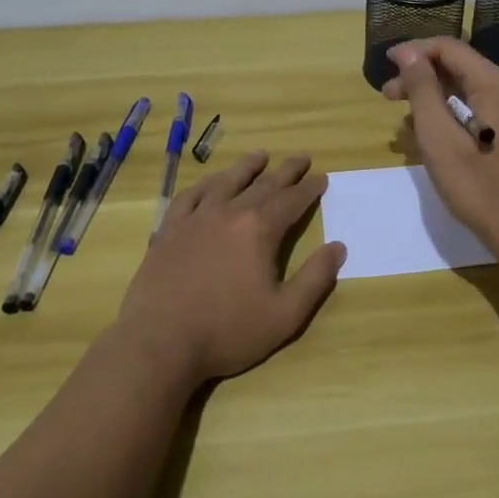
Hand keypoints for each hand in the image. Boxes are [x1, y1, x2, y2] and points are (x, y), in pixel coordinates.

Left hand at [116, 150, 345, 384]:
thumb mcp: (284, 315)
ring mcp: (196, 217)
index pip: (292, 200)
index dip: (309, 188)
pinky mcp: (169, 228)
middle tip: (301, 158)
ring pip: (227, 181)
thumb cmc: (227, 331)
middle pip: (263, 184)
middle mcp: (229, 212)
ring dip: (247, 166)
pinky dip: (206, 183)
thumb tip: (338, 247)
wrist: (159, 342)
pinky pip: (191, 195)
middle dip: (286, 171)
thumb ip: (315, 279)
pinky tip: (211, 182)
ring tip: (261, 155)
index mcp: (259, 229)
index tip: (321, 177)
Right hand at [381, 38, 498, 255]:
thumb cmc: (480, 186)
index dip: (414, 52)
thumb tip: (408, 53)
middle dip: (420, 76)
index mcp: (495, 83)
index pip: (448, 48)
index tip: (385, 66)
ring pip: (468, 89)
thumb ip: (423, 90)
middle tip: (388, 97)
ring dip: (434, 97)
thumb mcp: (440, 137)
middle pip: (459, 67)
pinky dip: (452, 113)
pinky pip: (479, 109)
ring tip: (404, 120)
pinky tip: (432, 135)